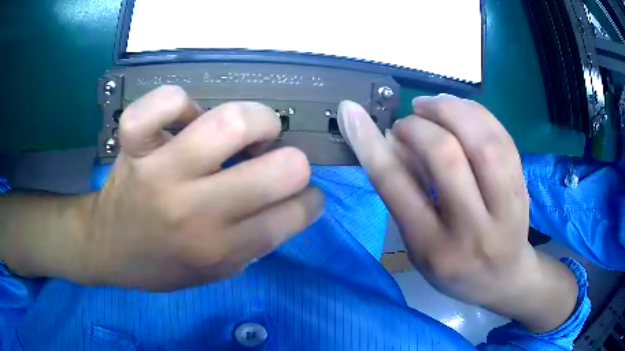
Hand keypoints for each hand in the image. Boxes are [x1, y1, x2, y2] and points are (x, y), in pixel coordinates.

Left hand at [74, 86, 322, 290]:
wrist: (106, 247)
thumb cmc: (160, 265)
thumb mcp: (214, 274)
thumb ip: (255, 243)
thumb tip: (290, 202)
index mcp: (220, 249)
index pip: (293, 215)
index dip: (309, 201)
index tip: (303, 198)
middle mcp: (196, 212)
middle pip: (281, 170)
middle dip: (295, 163)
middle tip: (277, 162)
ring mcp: (161, 172)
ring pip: (231, 123)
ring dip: (258, 121)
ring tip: (248, 131)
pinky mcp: (135, 144)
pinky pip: (166, 102)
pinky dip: (181, 101)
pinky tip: (186, 117)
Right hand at [339, 95, 577, 331]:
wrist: (504, 278)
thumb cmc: (455, 269)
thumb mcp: (419, 248)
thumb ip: (405, 198)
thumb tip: (391, 143)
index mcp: (433, 248)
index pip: (397, 187)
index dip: (369, 142)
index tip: (351, 111)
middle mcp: (472, 229)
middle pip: (445, 156)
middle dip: (417, 126)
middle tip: (407, 122)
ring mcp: (505, 207)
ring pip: (482, 141)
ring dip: (450, 110)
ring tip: (431, 106)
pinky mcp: (523, 188)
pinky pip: (503, 138)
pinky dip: (476, 113)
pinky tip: (460, 110)